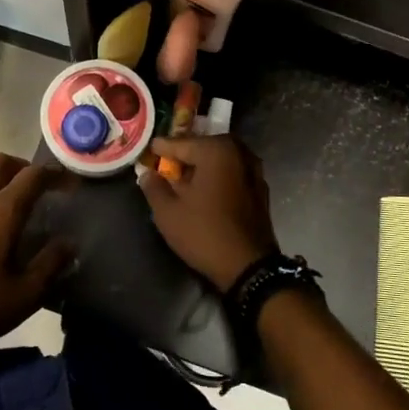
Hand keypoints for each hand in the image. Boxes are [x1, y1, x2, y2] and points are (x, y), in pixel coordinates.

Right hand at [137, 136, 277, 291]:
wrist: (249, 266)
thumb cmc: (204, 233)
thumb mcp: (168, 212)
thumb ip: (154, 187)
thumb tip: (147, 173)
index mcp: (216, 150)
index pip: (180, 143)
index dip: (161, 148)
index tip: (149, 151)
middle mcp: (238, 152)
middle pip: (203, 147)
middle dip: (184, 154)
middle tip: (166, 164)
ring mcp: (254, 170)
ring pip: (221, 160)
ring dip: (203, 166)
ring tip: (184, 179)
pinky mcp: (260, 188)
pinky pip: (233, 173)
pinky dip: (218, 177)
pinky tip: (206, 191)